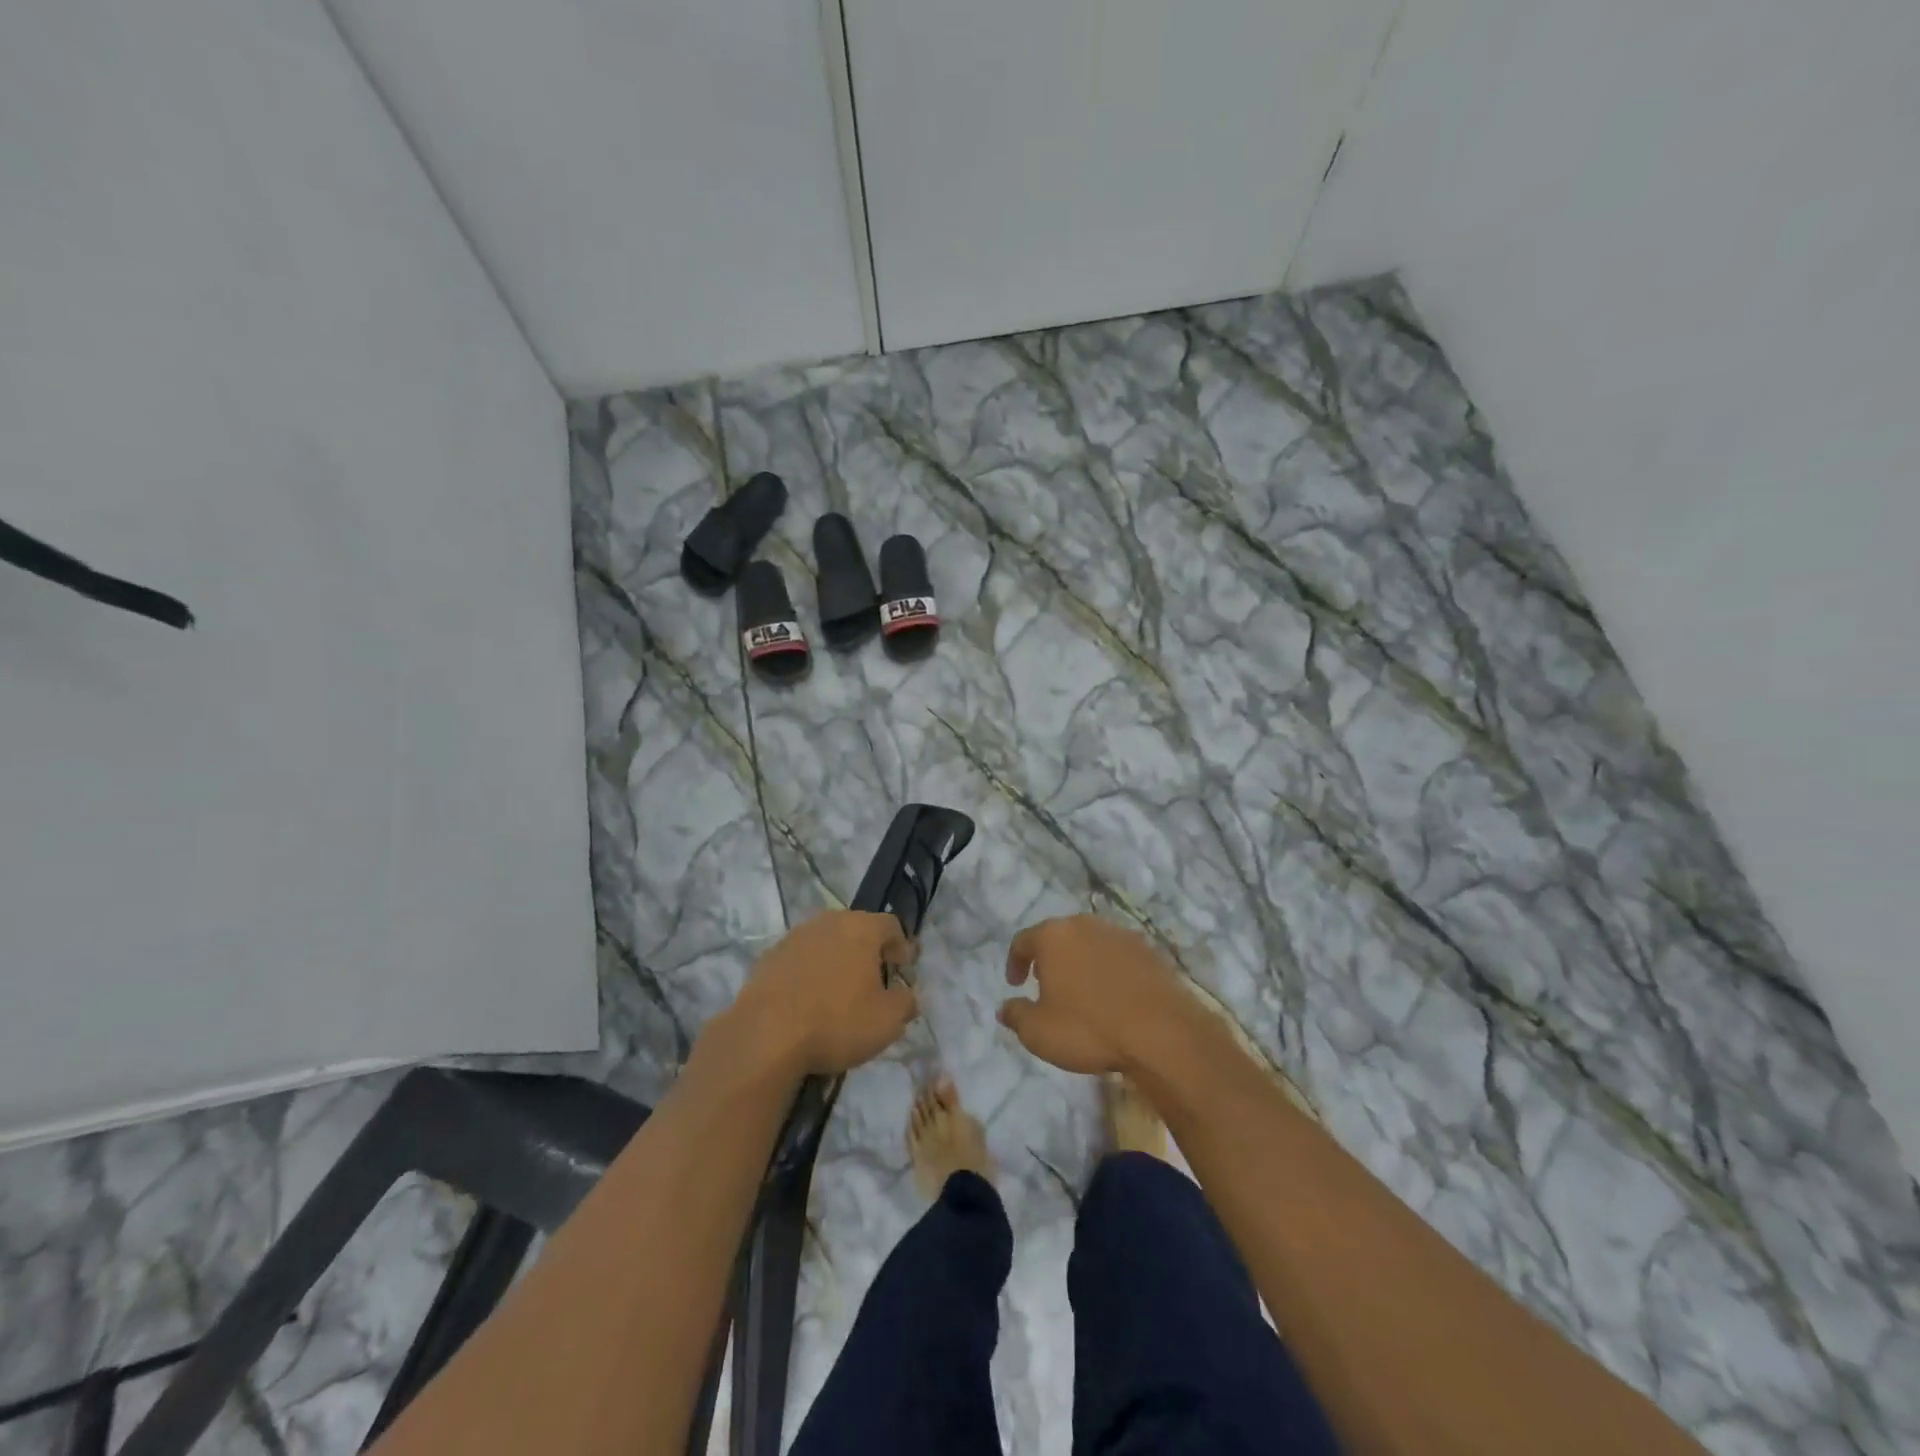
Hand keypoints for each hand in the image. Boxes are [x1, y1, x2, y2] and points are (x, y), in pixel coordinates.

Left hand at [733, 910, 918, 1074]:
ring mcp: (794, 937)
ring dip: (837, 961)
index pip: (892, 925)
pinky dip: (810, 973)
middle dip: (869, 952)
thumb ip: (906, 1003)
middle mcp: (828, 922)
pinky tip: (809, 1002)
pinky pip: (801, 960)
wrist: (766, 1035)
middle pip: (857, 929)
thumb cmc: (837, 1021)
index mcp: (861, 928)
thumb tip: (906, 996)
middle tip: (874, 981)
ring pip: (826, 943)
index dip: (902, 947)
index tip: (904, 970)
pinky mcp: (768, 957)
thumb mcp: (887, 1021)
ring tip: (839, 993)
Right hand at [999, 915, 1198, 1073]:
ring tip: (1080, 991)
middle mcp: (1085, 924)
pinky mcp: (1149, 950)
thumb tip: (1005, 1008)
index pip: (1023, 941)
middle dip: (1049, 958)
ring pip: (1090, 942)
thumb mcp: (1039, 1033)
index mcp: (1053, 936)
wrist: (1161, 1033)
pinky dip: (1108, 969)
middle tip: (1045, 984)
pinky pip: (1117, 955)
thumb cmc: (1089, 1028)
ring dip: (1080, 962)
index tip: (1016, 985)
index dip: (1015, 962)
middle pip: (1058, 936)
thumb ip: (1016, 1016)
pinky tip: (1112, 996)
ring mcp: (1120, 934)